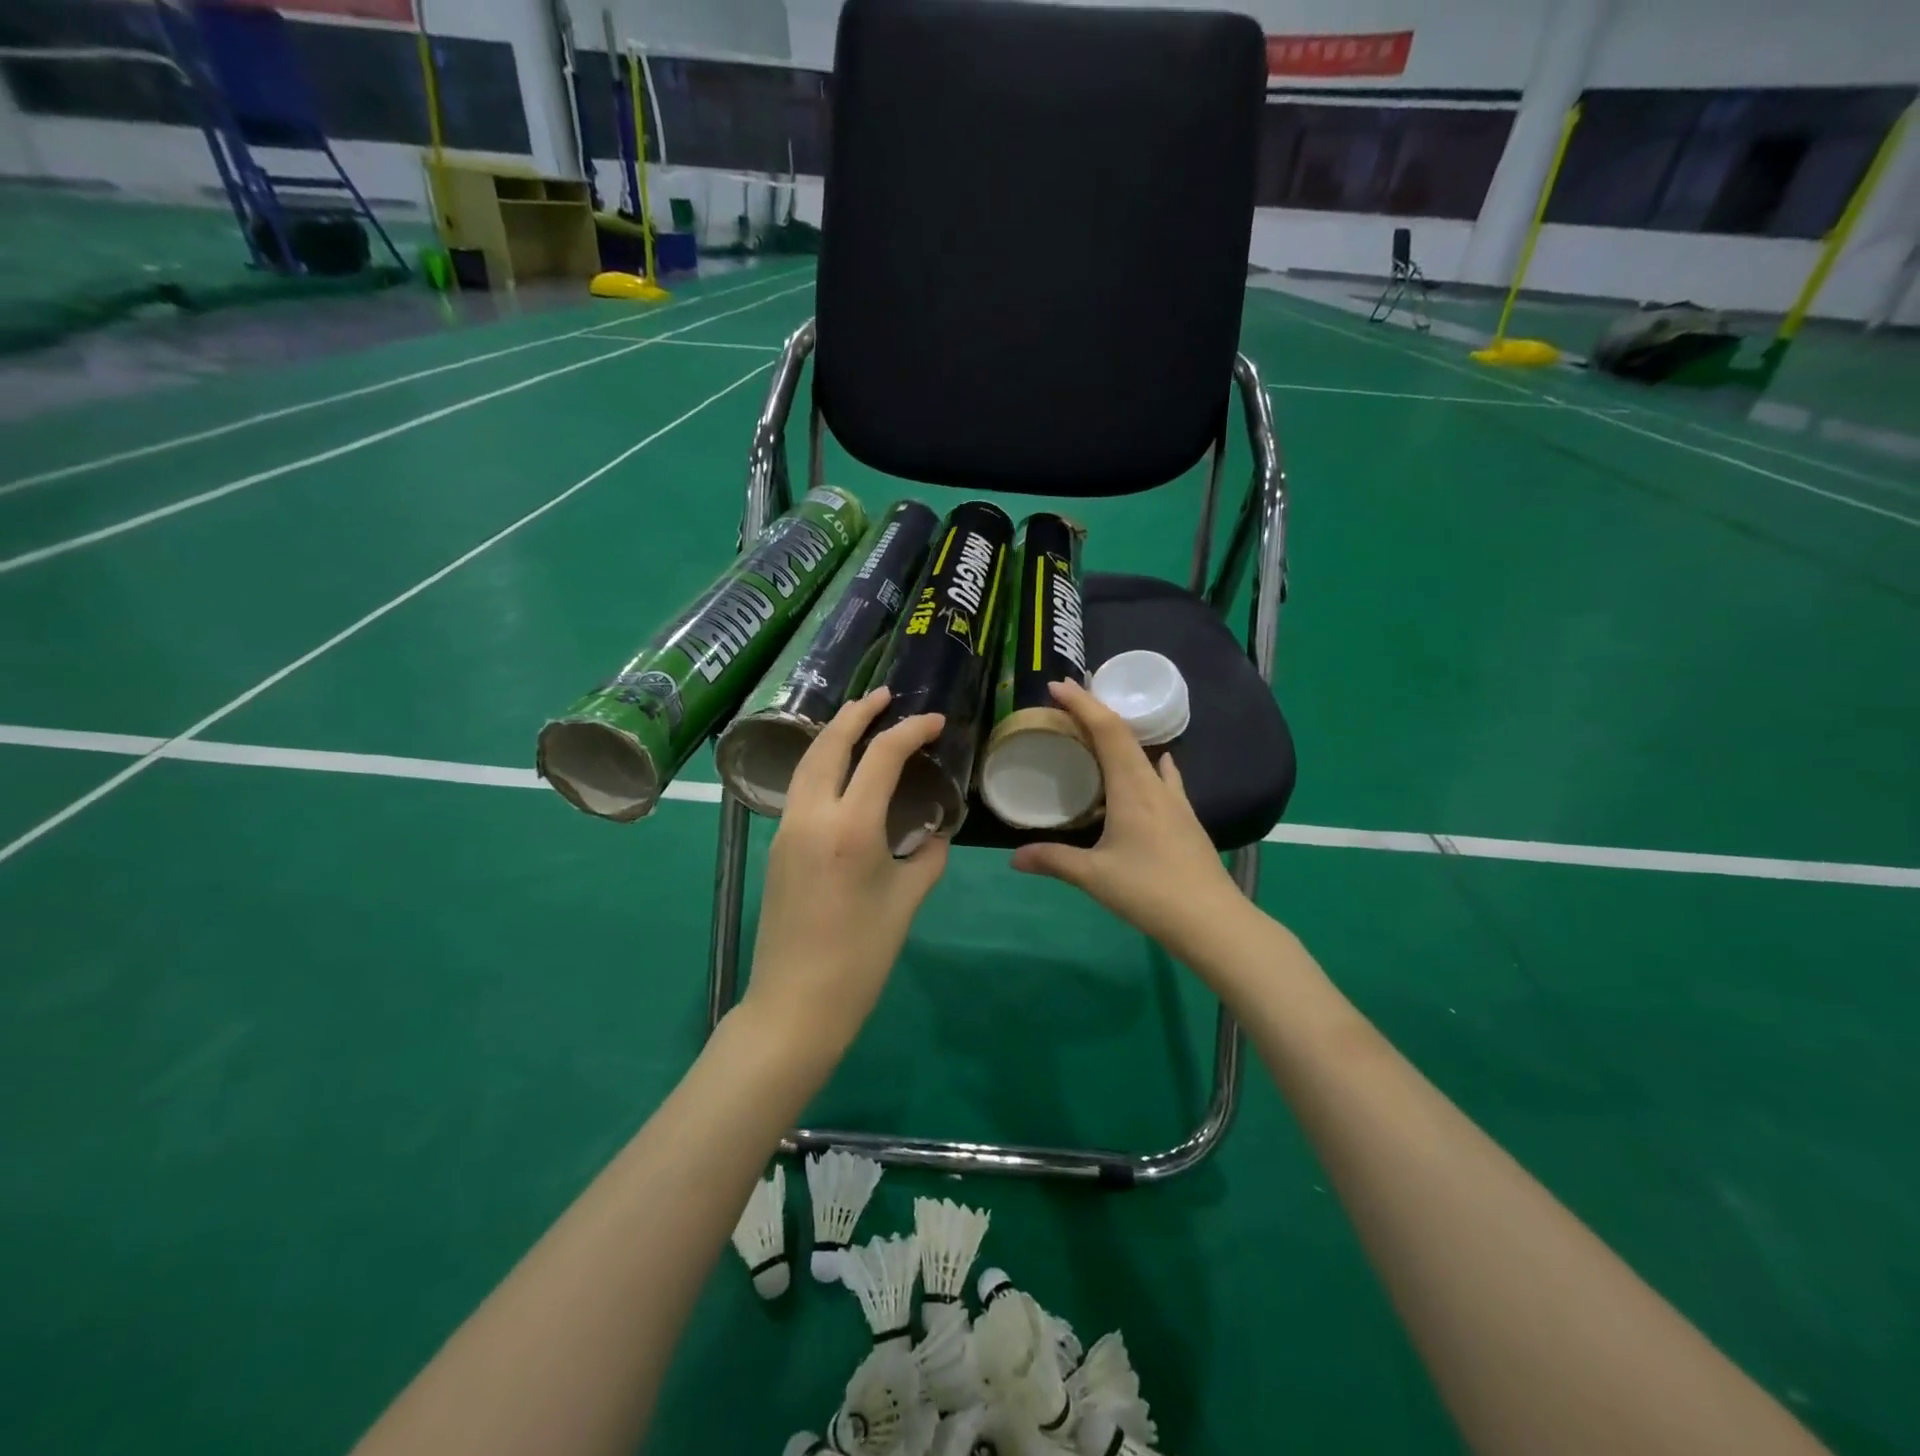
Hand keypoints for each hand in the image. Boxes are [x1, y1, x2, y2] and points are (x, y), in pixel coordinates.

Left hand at [741, 687, 948, 1058]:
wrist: (795, 1003)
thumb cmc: (860, 957)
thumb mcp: (905, 902)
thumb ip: (926, 857)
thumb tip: (935, 831)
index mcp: (851, 828)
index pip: (881, 756)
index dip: (910, 731)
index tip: (935, 722)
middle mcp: (812, 816)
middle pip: (829, 744)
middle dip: (857, 713)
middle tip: (884, 696)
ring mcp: (787, 829)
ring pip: (807, 763)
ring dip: (833, 734)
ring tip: (860, 720)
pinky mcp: (777, 846)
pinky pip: (800, 788)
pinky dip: (821, 764)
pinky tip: (841, 771)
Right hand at [1012, 680, 1248, 967]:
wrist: (1213, 921)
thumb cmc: (1150, 892)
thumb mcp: (1094, 877)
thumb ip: (1053, 861)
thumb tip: (1015, 858)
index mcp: (1132, 789)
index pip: (1107, 731)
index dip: (1082, 704)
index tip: (1057, 686)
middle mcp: (1155, 786)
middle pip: (1125, 736)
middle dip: (1096, 712)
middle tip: (1066, 702)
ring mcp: (1176, 802)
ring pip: (1145, 754)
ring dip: (1120, 737)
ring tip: (1097, 733)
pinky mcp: (1185, 820)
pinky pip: (1164, 778)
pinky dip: (1151, 763)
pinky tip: (1157, 766)